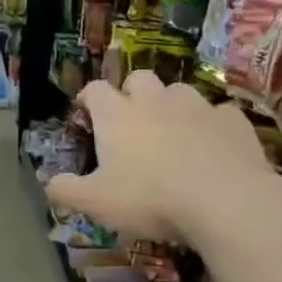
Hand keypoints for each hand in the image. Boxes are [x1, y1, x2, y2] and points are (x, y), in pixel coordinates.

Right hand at [46, 73, 268, 243]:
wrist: (225, 200)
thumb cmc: (150, 198)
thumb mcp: (96, 203)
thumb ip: (66, 191)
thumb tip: (48, 184)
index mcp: (117, 115)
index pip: (94, 89)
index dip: (88, 97)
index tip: (86, 111)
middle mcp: (154, 100)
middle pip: (138, 78)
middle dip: (132, 93)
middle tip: (132, 121)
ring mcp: (197, 106)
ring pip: (179, 91)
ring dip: (172, 106)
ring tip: (174, 133)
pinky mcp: (232, 120)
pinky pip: (218, 113)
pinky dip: (211, 125)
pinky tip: (213, 147)